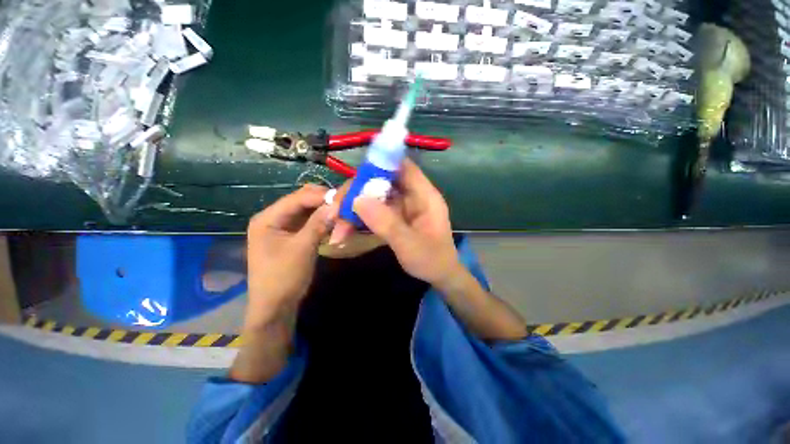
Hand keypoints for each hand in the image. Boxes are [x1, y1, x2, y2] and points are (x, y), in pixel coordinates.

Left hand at [246, 184, 332, 326]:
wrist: (275, 307)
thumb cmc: (284, 277)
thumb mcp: (302, 248)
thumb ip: (318, 223)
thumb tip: (337, 204)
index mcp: (267, 218)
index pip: (297, 198)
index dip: (321, 196)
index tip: (343, 197)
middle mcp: (273, 218)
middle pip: (301, 201)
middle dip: (322, 201)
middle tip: (344, 204)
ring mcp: (282, 227)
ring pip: (306, 211)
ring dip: (323, 210)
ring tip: (341, 211)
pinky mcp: (290, 236)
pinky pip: (308, 222)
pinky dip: (321, 220)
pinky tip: (333, 221)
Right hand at [330, 159, 462, 287]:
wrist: (439, 277)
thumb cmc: (432, 261)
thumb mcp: (409, 245)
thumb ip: (386, 223)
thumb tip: (358, 200)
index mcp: (424, 196)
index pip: (404, 167)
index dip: (381, 163)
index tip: (355, 176)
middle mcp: (412, 196)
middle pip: (382, 180)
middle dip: (358, 192)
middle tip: (336, 209)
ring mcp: (402, 207)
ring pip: (375, 196)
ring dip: (354, 207)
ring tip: (336, 223)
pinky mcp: (394, 217)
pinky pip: (374, 210)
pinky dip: (359, 217)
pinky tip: (345, 229)